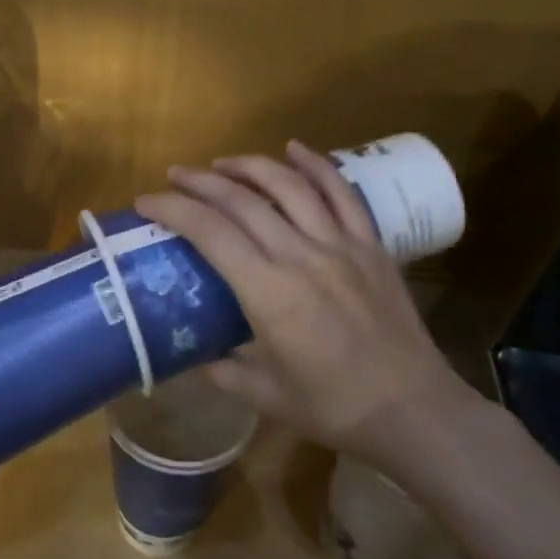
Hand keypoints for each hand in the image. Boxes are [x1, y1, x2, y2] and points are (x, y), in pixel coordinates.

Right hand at [136, 141, 485, 460]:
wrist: (413, 410)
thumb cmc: (333, 407)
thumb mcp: (264, 395)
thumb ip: (222, 370)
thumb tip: (196, 352)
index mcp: (269, 294)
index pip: (210, 233)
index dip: (174, 209)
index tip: (146, 201)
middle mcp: (301, 257)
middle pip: (243, 201)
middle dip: (201, 182)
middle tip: (175, 175)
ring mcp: (341, 245)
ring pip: (289, 187)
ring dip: (249, 166)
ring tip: (221, 162)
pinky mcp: (371, 245)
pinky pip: (342, 192)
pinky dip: (316, 165)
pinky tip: (294, 148)